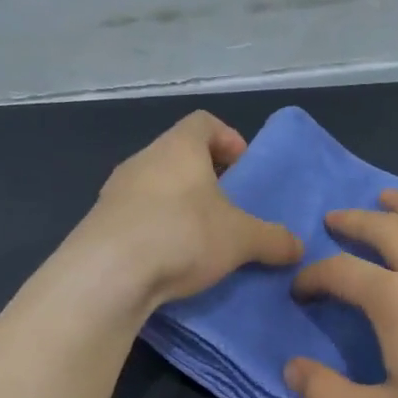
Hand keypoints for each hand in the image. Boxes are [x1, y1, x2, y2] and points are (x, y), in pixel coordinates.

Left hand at [83, 111, 303, 305]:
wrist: (106, 275)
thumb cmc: (182, 235)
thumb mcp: (241, 239)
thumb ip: (272, 239)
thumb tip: (299, 246)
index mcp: (178, 147)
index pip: (204, 122)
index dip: (228, 139)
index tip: (243, 168)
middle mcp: (143, 160)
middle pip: (178, 155)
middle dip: (205, 178)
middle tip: (227, 207)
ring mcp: (115, 191)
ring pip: (155, 186)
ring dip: (178, 205)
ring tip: (199, 237)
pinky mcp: (98, 224)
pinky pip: (135, 216)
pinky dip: (155, 229)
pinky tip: (168, 259)